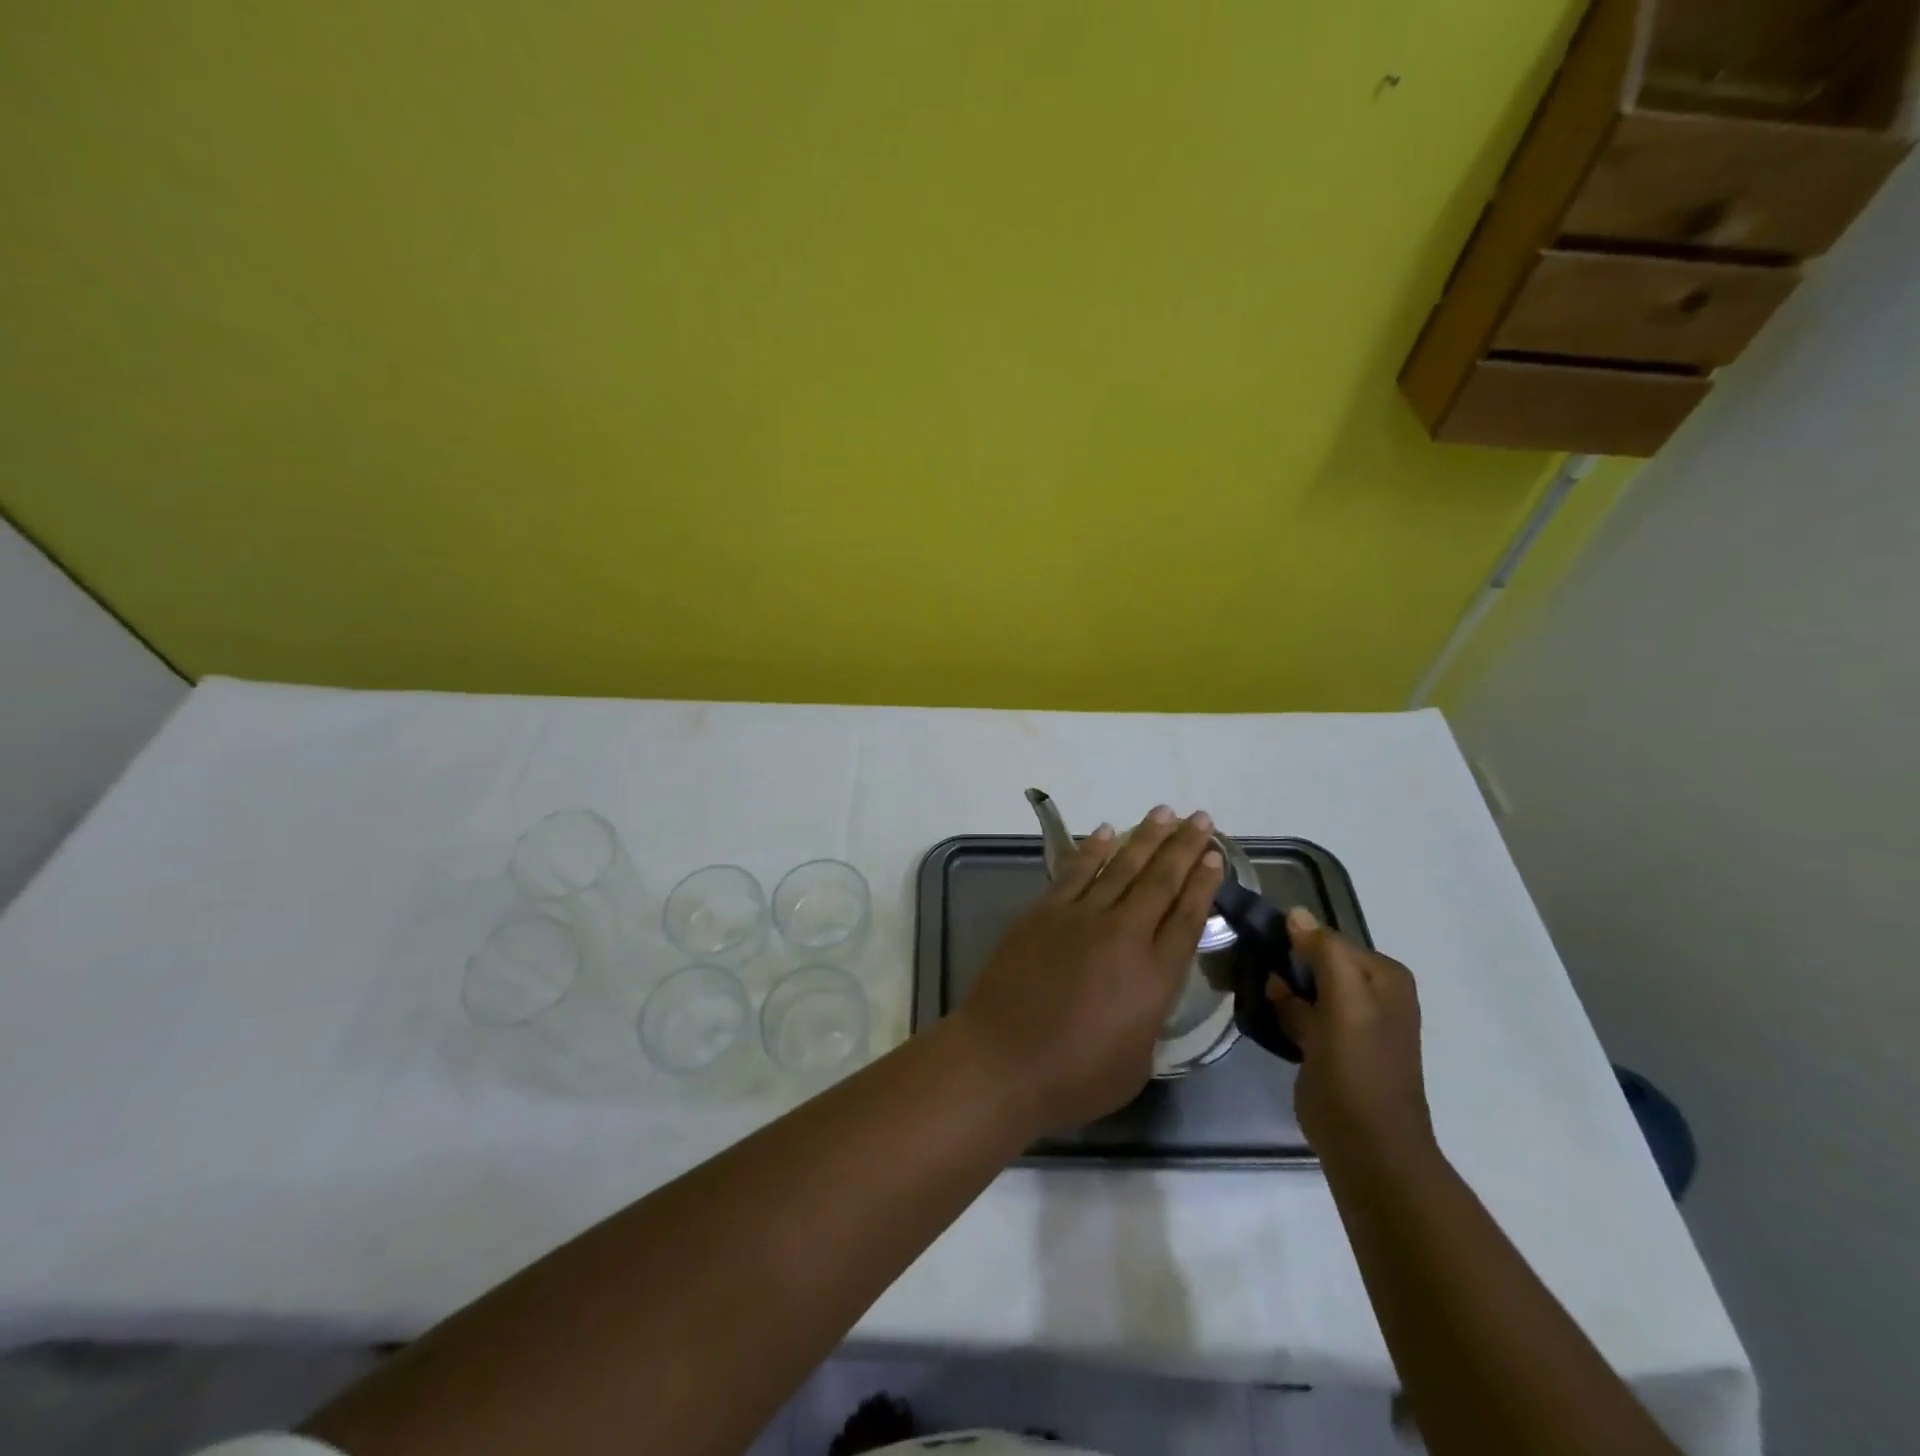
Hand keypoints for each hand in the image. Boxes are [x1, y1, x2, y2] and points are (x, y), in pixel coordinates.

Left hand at [956, 806, 1224, 1133]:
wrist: (1003, 1060)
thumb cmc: (1074, 1077)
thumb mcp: (1136, 1063)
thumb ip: (1149, 1019)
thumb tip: (1145, 994)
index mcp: (1155, 976)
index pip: (1188, 917)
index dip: (1204, 884)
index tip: (1215, 856)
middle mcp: (1124, 935)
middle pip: (1161, 881)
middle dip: (1184, 847)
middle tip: (1201, 818)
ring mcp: (1080, 918)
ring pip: (1121, 867)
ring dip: (1145, 837)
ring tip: (1165, 813)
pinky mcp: (1044, 912)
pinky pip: (1075, 872)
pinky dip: (1092, 850)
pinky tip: (1107, 832)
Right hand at [1268, 909, 1435, 1169]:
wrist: (1366, 1144)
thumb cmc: (1358, 1066)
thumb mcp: (1347, 1001)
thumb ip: (1325, 952)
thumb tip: (1295, 913)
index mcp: (1383, 977)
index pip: (1329, 939)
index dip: (1294, 939)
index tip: (1255, 941)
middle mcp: (1371, 994)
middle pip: (1316, 961)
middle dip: (1283, 960)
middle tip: (1243, 958)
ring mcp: (1349, 1022)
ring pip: (1304, 986)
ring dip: (1278, 983)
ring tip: (1243, 977)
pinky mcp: (1327, 1046)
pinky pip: (1298, 1012)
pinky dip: (1279, 1008)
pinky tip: (1257, 1005)